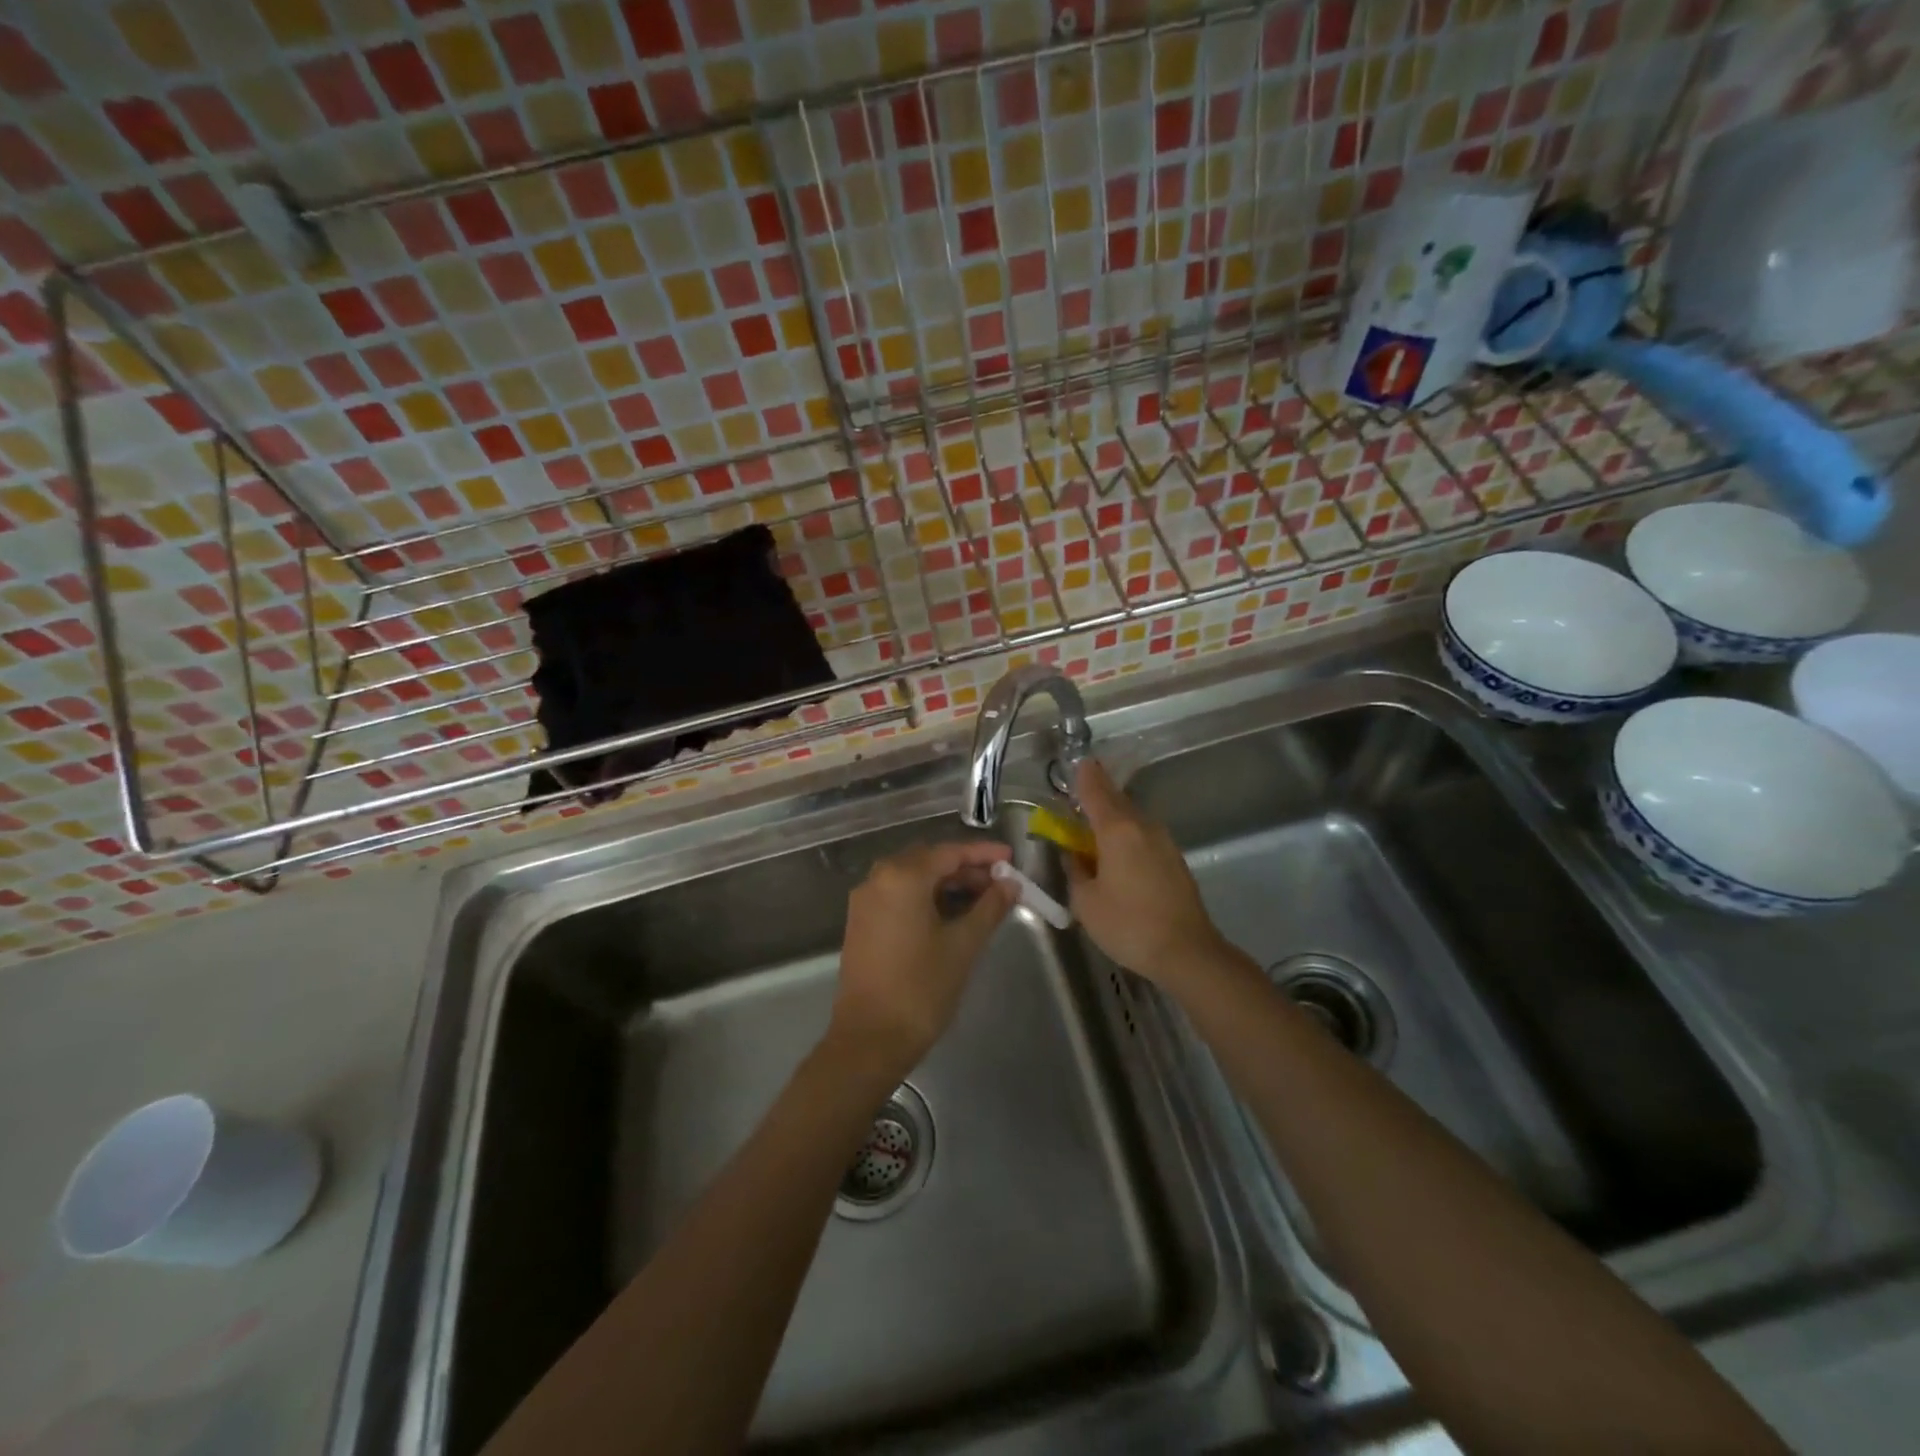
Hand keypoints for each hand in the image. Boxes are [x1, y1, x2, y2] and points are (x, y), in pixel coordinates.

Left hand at [828, 840, 1017, 1081]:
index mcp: (902, 877)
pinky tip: (952, 914)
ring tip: (983, 900)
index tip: (1010, 858)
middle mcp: (878, 879)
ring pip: (913, 879)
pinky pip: (899, 896)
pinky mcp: (862, 922)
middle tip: (1001, 883)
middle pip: (929, 861)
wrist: (870, 1039)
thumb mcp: (963, 945)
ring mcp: (866, 901)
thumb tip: (1010, 884)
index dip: (983, 854)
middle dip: (966, 869)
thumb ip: (989, 907)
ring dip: (947, 884)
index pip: (950, 853)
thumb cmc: (921, 988)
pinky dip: (926, 898)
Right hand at [1065, 760, 1229, 987]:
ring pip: (1132, 818)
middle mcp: (1142, 826)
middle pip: (1116, 800)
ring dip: (1112, 818)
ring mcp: (1163, 841)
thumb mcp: (1086, 902)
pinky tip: (1118, 855)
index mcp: (1117, 829)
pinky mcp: (1174, 859)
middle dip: (1097, 795)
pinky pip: (1143, 836)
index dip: (1083, 776)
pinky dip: (1127, 836)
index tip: (1076, 762)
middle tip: (1077, 798)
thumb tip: (1076, 856)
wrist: (1187, 951)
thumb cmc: (1128, 924)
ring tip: (1094, 831)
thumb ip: (1075, 872)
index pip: (1095, 790)